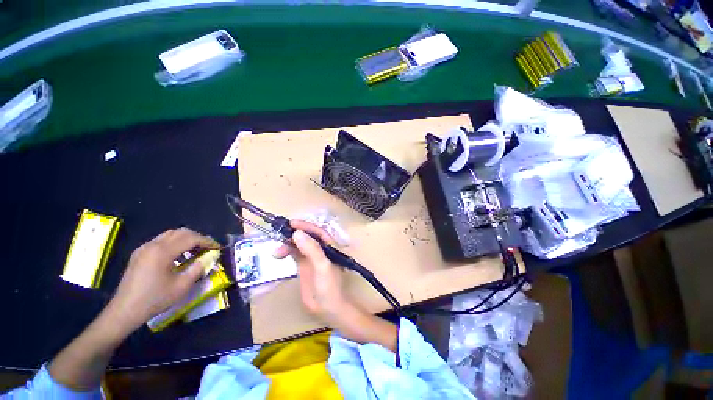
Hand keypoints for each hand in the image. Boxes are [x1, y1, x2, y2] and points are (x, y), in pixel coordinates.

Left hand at [106, 228, 219, 333]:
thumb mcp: (181, 286)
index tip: (218, 247)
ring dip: (186, 239)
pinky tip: (178, 255)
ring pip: (170, 234)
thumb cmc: (155, 299)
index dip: (207, 241)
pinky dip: (174, 243)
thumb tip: (209, 258)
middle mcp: (152, 245)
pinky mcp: (139, 253)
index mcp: (162, 252)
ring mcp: (144, 248)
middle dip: (198, 238)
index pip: (190, 238)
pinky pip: (161, 240)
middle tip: (208, 248)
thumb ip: (197, 268)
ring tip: (195, 251)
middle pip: (180, 232)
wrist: (125, 310)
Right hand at [276, 220, 397, 350]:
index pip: (317, 231)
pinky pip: (295, 254)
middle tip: (279, 237)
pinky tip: (279, 255)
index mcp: (329, 246)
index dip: (305, 226)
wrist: (329, 309)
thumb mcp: (322, 266)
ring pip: (299, 245)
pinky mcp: (304, 266)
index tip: (290, 223)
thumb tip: (297, 233)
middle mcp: (320, 249)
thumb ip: (312, 250)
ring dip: (287, 244)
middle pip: (306, 236)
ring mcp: (312, 257)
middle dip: (293, 235)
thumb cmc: (330, 287)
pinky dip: (287, 252)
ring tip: (276, 253)